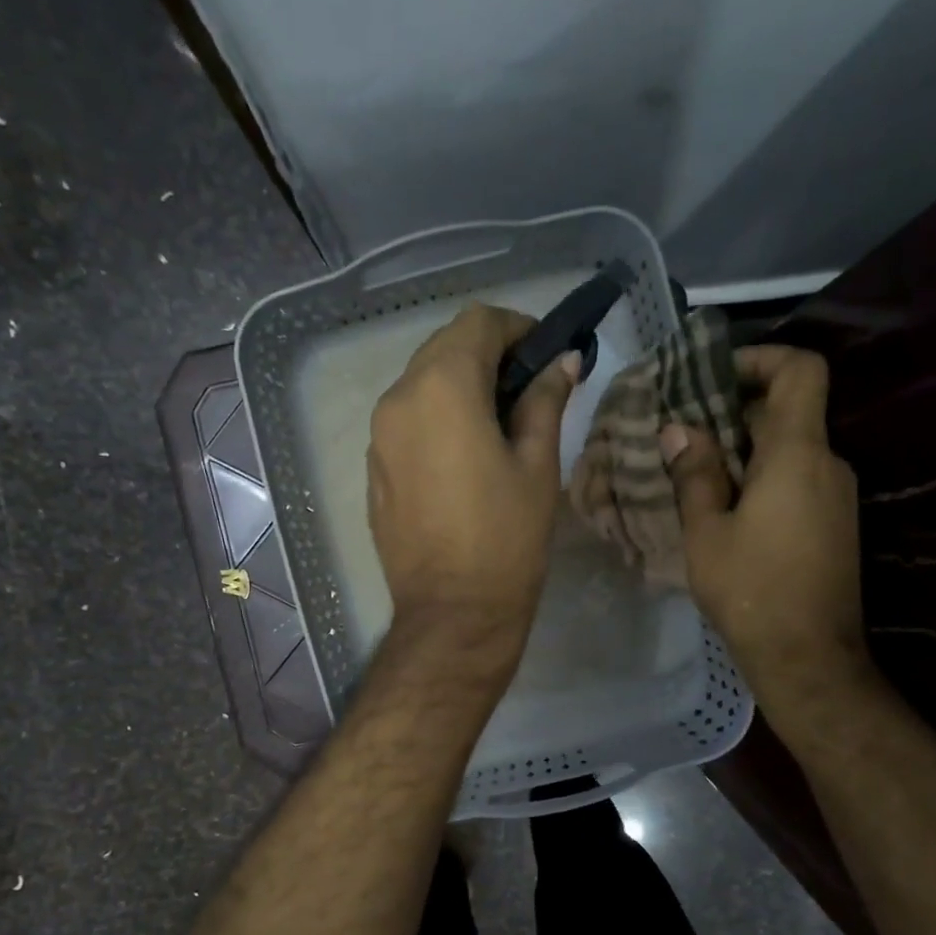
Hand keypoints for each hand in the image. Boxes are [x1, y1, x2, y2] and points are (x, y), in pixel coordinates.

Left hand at [368, 303, 579, 675]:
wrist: (453, 611)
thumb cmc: (506, 537)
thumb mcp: (538, 464)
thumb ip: (545, 401)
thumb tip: (561, 362)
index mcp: (442, 387)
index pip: (478, 322)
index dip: (518, 328)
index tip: (547, 355)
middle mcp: (398, 399)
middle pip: (445, 347)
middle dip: (489, 355)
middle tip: (528, 390)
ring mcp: (378, 436)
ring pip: (421, 383)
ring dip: (460, 387)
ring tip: (498, 425)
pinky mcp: (374, 469)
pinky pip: (406, 422)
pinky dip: (436, 419)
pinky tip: (463, 456)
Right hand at [660, 345, 870, 703]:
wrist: (807, 656)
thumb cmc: (750, 590)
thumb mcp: (706, 532)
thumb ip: (695, 474)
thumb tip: (679, 430)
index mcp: (798, 454)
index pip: (800, 370)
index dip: (760, 358)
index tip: (714, 376)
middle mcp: (828, 463)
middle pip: (788, 411)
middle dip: (735, 413)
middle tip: (683, 435)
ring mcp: (837, 495)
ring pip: (790, 450)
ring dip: (744, 451)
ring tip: (694, 476)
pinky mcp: (835, 524)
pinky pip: (797, 481)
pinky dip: (762, 479)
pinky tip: (724, 512)